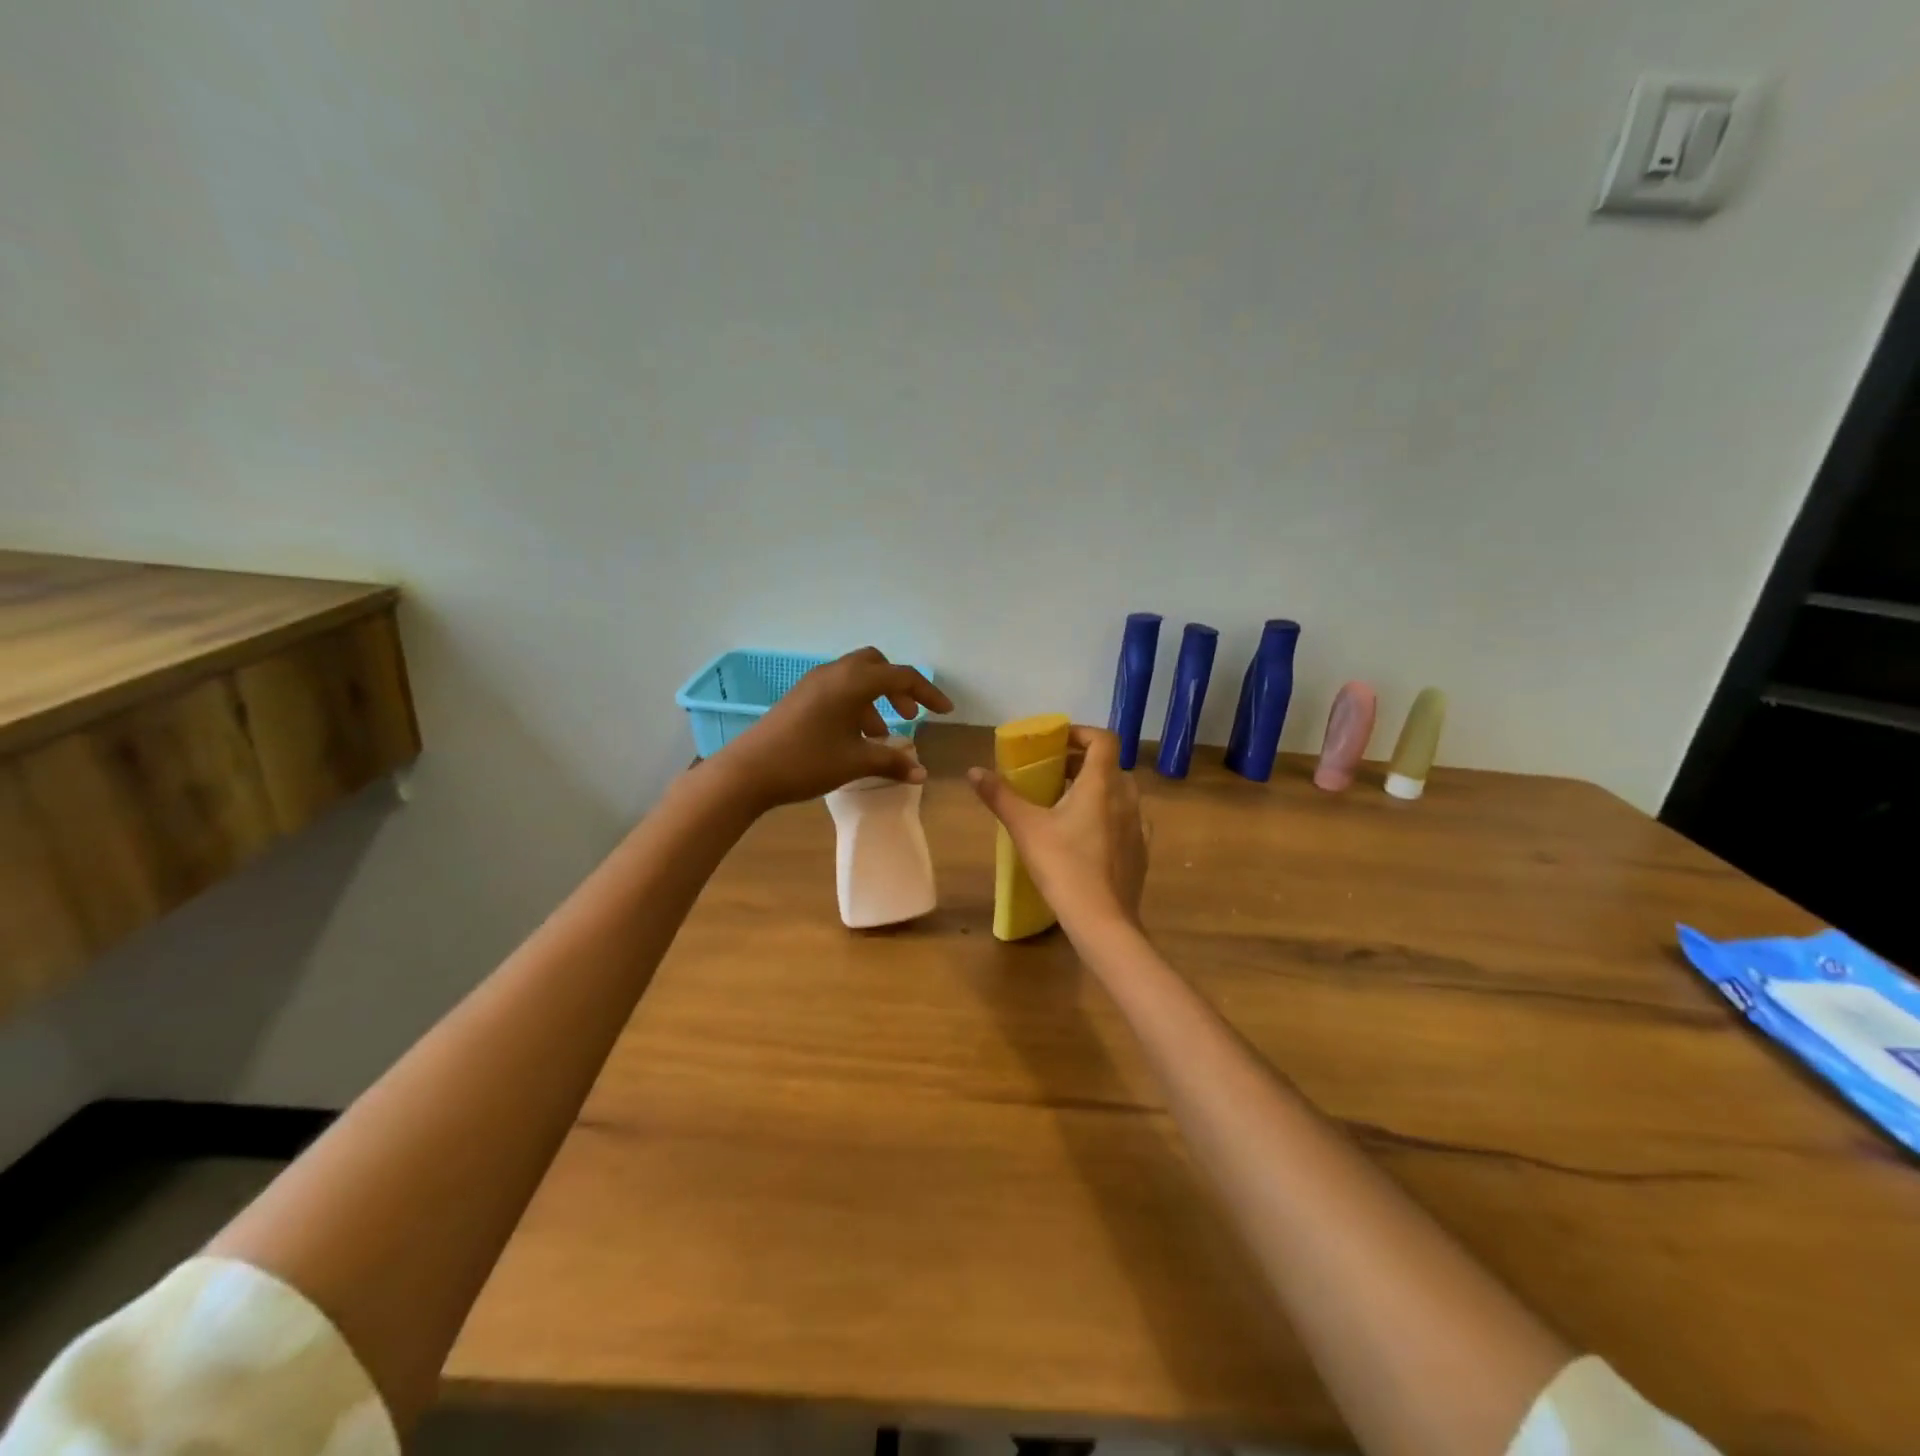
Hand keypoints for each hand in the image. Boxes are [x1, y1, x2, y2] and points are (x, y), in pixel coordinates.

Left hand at [712, 648, 952, 810]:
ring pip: (856, 678)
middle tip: (909, 716)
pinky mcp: (800, 697)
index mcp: (853, 682)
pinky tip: (854, 737)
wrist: (748, 771)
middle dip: (898, 688)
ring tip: (881, 736)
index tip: (945, 712)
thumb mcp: (855, 763)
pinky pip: (838, 689)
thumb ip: (892, 763)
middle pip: (876, 666)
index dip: (928, 693)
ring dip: (876, 699)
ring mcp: (814, 683)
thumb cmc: (807, 761)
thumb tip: (922, 773)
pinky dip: (856, 704)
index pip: (901, 677)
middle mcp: (835, 673)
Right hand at [968, 725, 1147, 933]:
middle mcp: (1127, 798)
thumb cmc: (1063, 866)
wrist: (1102, 920)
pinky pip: (1127, 821)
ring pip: (1120, 794)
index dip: (1082, 733)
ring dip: (1096, 790)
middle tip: (1053, 774)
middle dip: (1082, 764)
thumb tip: (974, 771)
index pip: (1103, 739)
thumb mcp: (1025, 828)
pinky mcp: (1142, 851)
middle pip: (1109, 766)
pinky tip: (1088, 837)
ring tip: (1067, 805)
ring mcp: (1139, 826)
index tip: (1058, 742)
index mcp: (1101, 784)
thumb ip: (1000, 796)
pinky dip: (1109, 817)